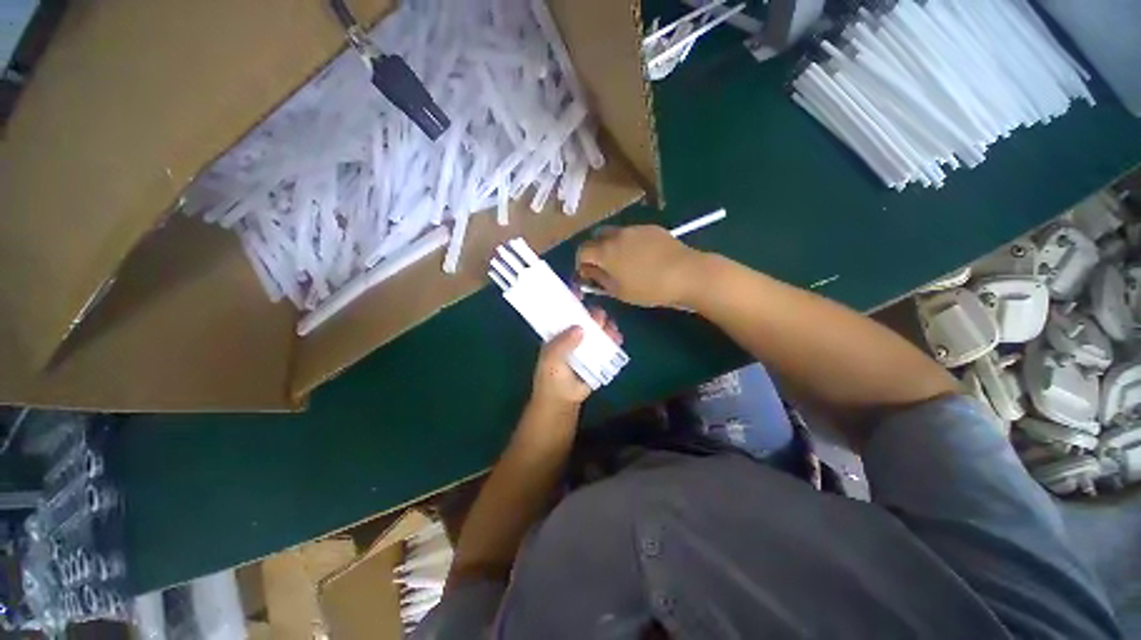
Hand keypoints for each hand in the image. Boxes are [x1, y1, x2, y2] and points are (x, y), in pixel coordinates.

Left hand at [531, 308, 622, 407]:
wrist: (563, 400)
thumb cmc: (551, 377)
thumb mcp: (551, 359)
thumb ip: (562, 343)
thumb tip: (580, 328)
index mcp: (559, 331)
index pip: (565, 310)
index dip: (571, 299)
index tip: (579, 290)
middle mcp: (574, 333)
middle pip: (587, 317)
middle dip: (594, 314)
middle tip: (598, 318)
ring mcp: (588, 343)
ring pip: (600, 328)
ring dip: (606, 325)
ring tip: (610, 330)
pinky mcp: (599, 353)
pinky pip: (609, 342)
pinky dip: (614, 338)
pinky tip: (616, 338)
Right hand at [576, 225, 703, 306]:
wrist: (686, 273)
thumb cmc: (649, 288)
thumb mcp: (619, 292)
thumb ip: (600, 280)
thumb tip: (589, 272)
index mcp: (605, 252)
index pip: (582, 251)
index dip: (581, 263)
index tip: (588, 274)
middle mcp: (617, 235)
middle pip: (596, 237)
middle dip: (596, 250)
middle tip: (605, 266)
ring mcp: (635, 228)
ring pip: (615, 233)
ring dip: (613, 245)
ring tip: (626, 261)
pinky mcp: (651, 227)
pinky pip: (633, 233)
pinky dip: (630, 242)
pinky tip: (643, 256)